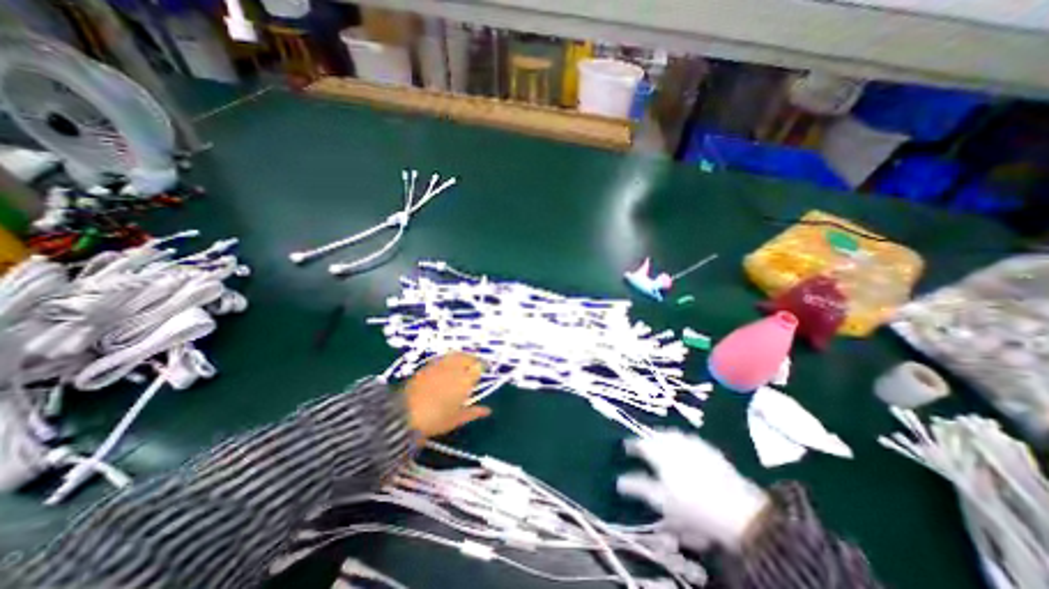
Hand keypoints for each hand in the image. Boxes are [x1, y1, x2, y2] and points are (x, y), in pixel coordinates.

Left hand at [404, 352, 495, 439]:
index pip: (478, 367)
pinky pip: (443, 357)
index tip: (484, 370)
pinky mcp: (427, 366)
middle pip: (467, 357)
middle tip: (475, 364)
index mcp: (465, 381)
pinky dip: (449, 358)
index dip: (482, 367)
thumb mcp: (457, 419)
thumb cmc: (435, 419)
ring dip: (462, 356)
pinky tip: (447, 365)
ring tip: (463, 362)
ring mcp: (440, 365)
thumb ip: (474, 412)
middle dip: (473, 359)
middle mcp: (454, 369)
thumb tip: (488, 410)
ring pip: (455, 354)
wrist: (404, 415)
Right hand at [617, 428, 767, 551]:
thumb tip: (619, 480)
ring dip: (664, 438)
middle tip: (643, 447)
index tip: (624, 447)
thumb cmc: (693, 507)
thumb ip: (638, 487)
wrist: (740, 511)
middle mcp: (675, 441)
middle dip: (648, 439)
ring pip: (673, 434)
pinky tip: (685, 451)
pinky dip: (682, 442)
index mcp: (660, 451)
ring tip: (661, 446)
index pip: (640, 443)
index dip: (631, 445)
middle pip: (656, 435)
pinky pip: (689, 440)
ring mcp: (694, 443)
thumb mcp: (661, 501)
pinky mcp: (710, 449)